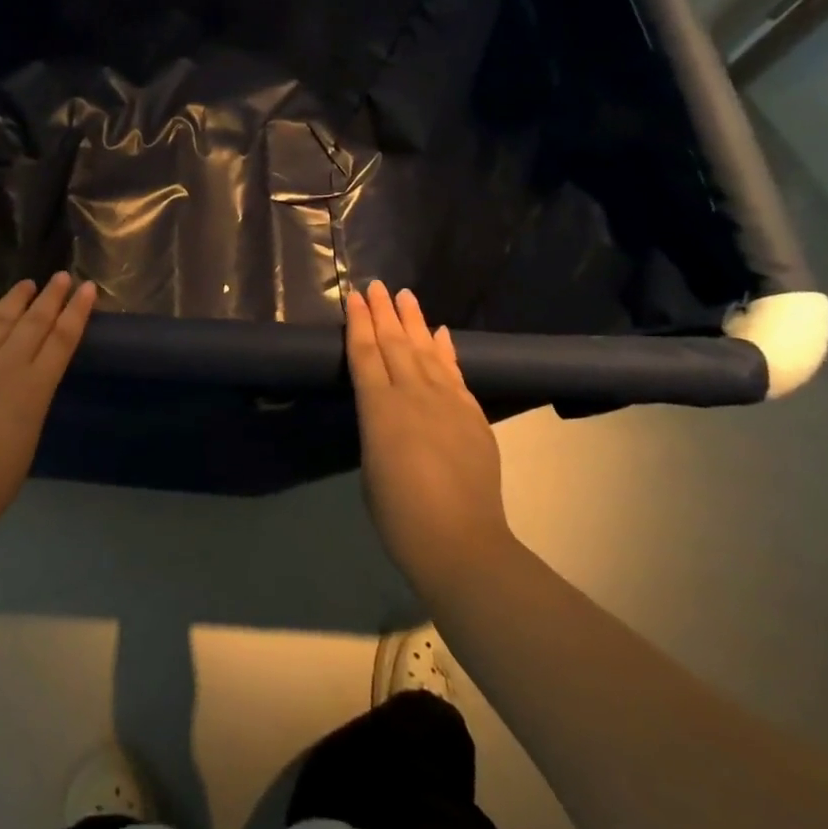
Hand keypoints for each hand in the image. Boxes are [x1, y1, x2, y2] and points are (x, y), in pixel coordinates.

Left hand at [0, 273, 96, 540]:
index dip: (77, 312)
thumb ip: (30, 403)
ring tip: (28, 283)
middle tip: (62, 276)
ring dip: (16, 298)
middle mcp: (8, 365)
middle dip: (51, 297)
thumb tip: (27, 383)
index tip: (88, 289)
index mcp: (36, 388)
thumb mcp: (27, 438)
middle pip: (35, 321)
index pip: (62, 339)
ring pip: (1, 318)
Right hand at [347, 281, 514, 603]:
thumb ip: (377, 427)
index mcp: (379, 408)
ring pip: (426, 351)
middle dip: (384, 312)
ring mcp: (448, 403)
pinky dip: (446, 350)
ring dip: (415, 321)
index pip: (365, 353)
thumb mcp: (370, 464)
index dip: (358, 323)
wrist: (461, 543)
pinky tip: (441, 333)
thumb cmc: (399, 513)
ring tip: (406, 296)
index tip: (354, 296)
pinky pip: (455, 373)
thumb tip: (387, 411)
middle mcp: (413, 395)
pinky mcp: (472, 416)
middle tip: (377, 285)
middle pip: (395, 343)